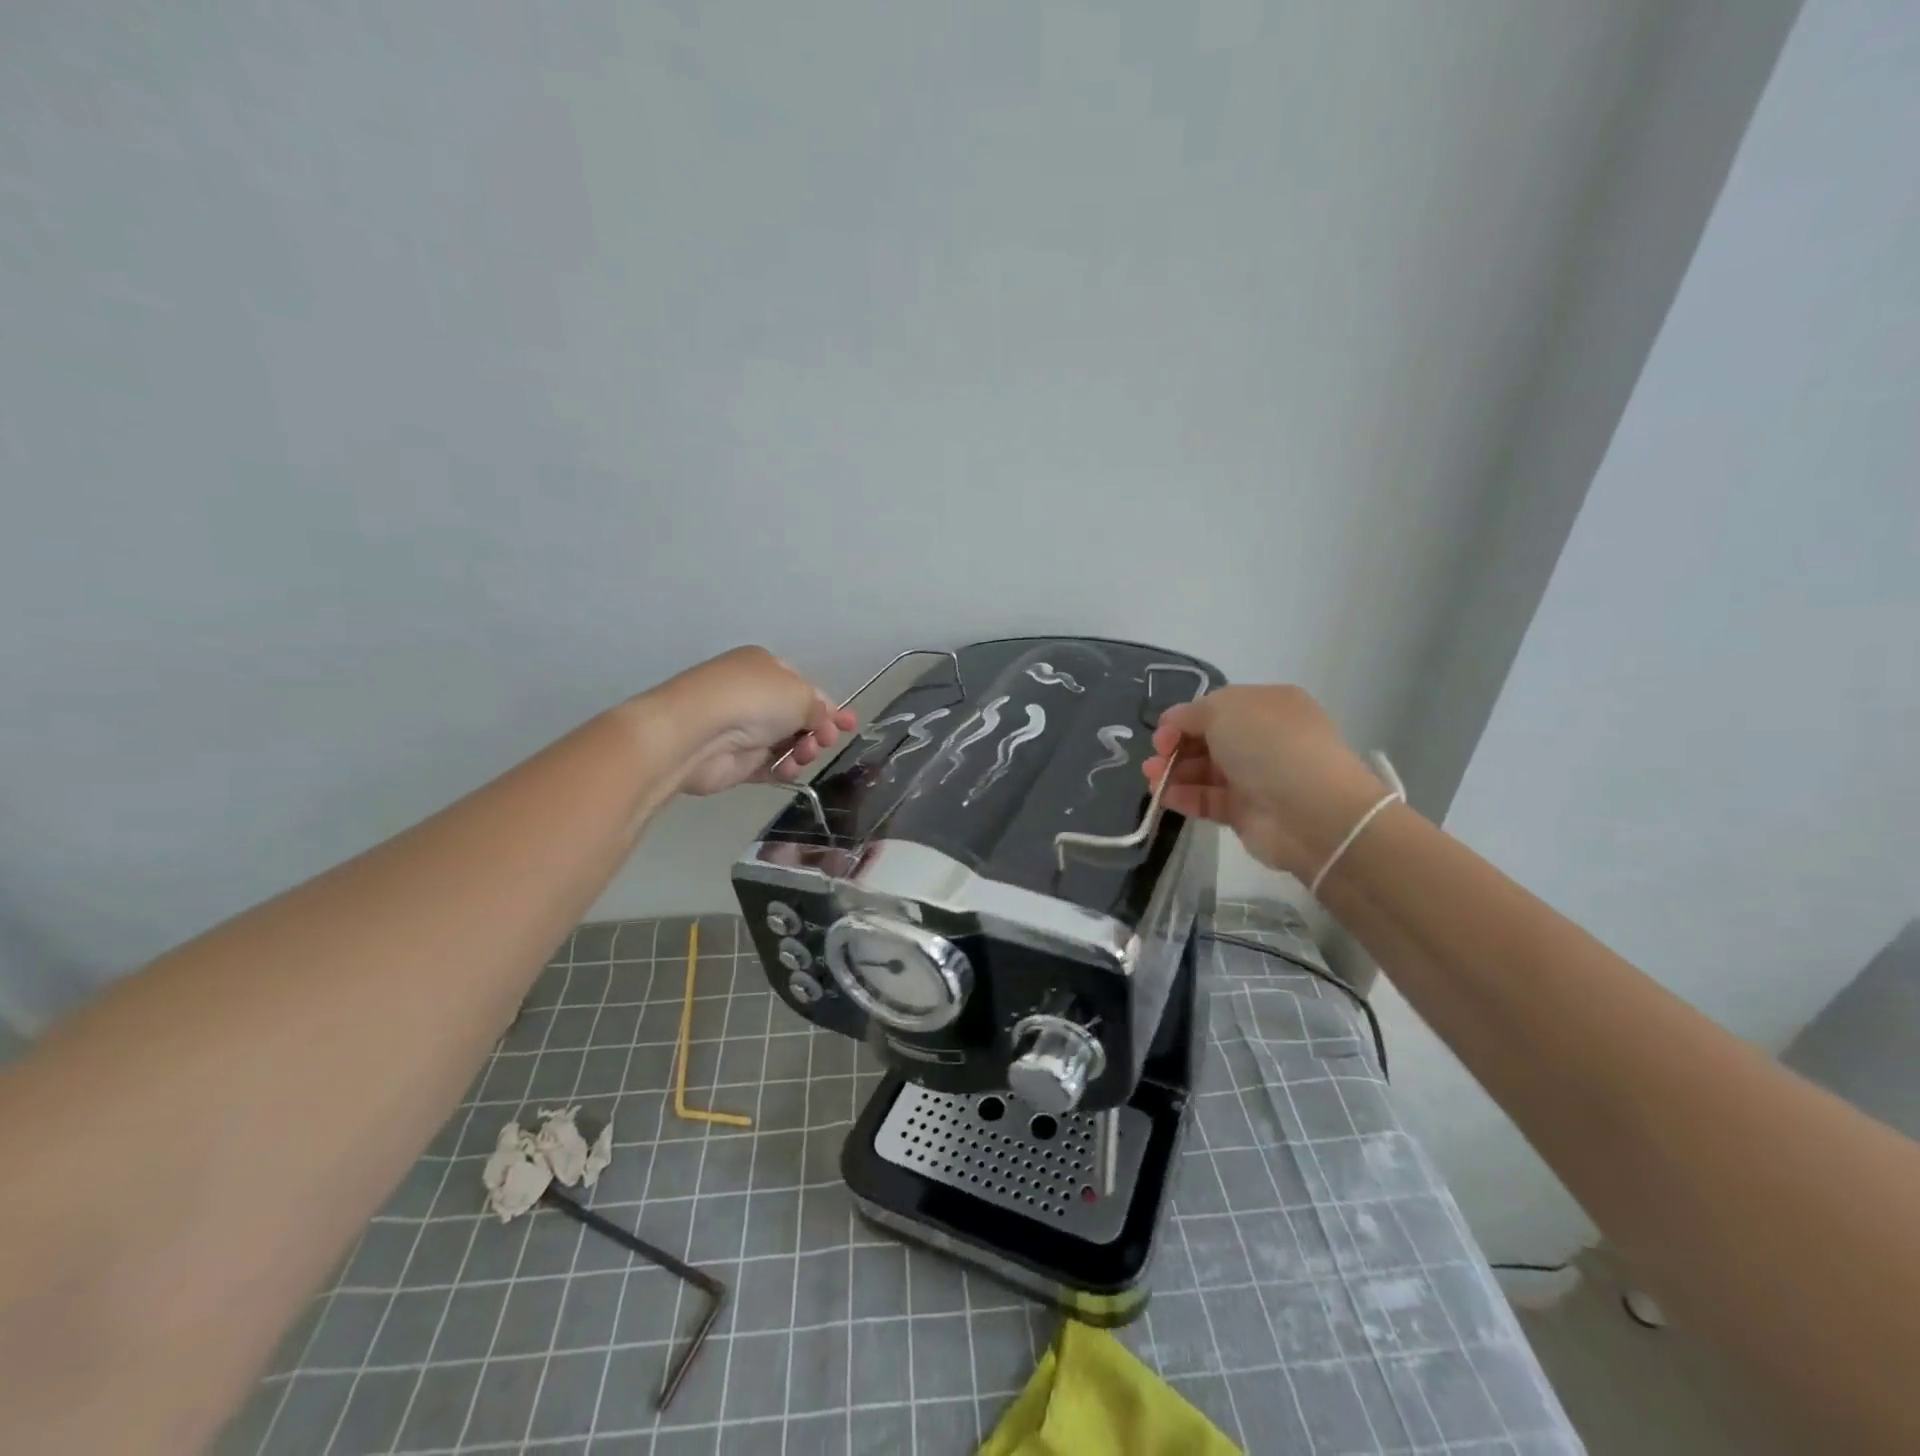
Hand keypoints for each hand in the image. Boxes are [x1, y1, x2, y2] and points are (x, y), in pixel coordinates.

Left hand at [649, 646, 856, 796]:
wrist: (698, 732)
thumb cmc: (754, 700)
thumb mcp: (801, 695)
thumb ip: (819, 709)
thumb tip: (822, 720)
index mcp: (767, 667)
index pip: (806, 688)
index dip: (830, 707)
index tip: (850, 725)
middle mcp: (754, 694)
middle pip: (799, 717)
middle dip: (817, 731)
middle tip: (824, 741)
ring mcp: (743, 728)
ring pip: (787, 743)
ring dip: (802, 751)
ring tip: (802, 755)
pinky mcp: (736, 760)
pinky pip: (770, 765)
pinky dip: (783, 768)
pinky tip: (787, 769)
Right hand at [1143, 685, 1391, 881]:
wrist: (1312, 811)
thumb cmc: (1268, 746)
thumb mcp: (1224, 709)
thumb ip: (1190, 713)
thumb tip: (1172, 724)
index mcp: (1266, 705)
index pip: (1215, 708)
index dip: (1184, 719)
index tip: (1162, 735)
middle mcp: (1263, 738)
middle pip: (1207, 740)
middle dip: (1176, 747)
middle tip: (1155, 759)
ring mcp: (1256, 776)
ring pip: (1205, 771)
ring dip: (1174, 773)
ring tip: (1152, 779)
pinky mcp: (1247, 811)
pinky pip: (1208, 799)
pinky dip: (1185, 797)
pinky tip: (1165, 797)